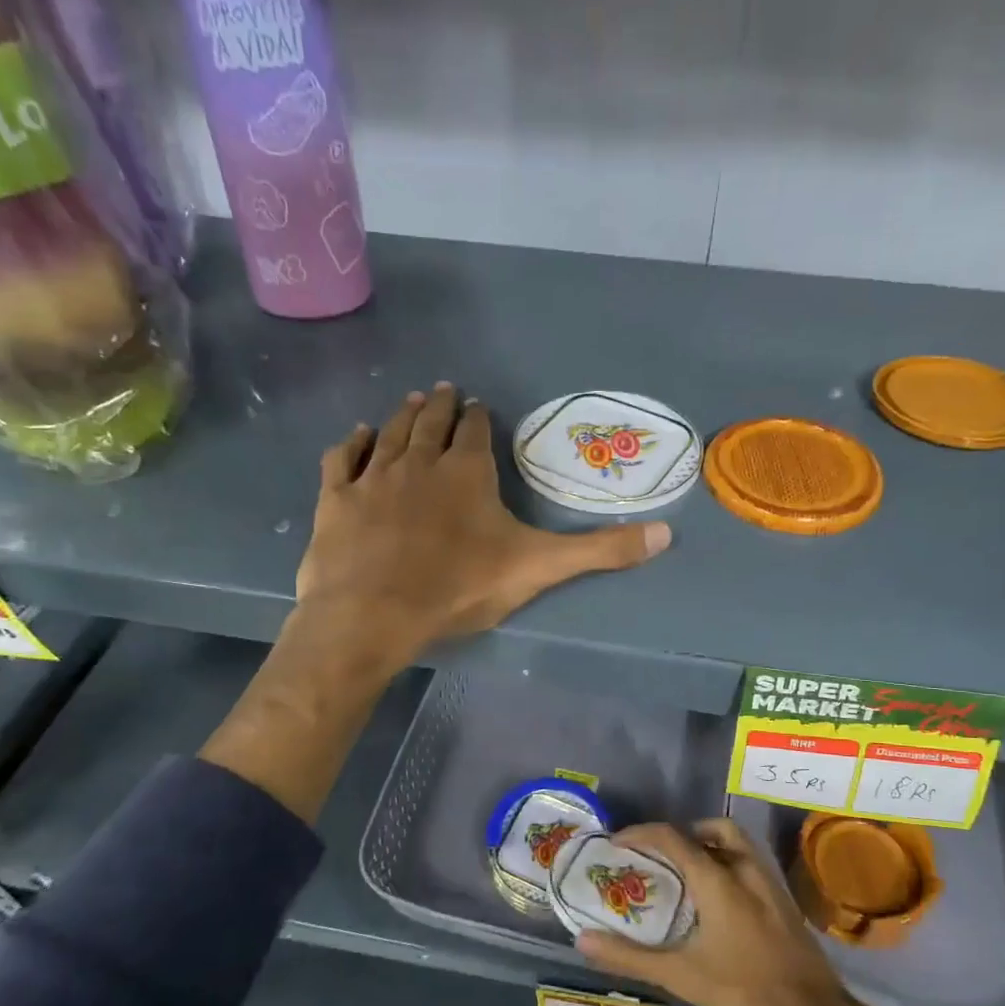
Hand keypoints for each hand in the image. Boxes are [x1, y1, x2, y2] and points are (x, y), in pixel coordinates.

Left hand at [295, 383, 670, 673]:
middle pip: (432, 422)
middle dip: (443, 406)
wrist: (373, 614)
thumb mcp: (538, 568)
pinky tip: (358, 435)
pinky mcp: (337, 499)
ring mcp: (375, 477)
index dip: (481, 419)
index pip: (477, 432)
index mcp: (468, 472)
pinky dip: (353, 443)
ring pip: (391, 432)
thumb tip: (667, 535)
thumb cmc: (459, 588)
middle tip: (445, 391)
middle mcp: (421, 462)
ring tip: (413, 400)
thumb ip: (600, 551)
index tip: (481, 408)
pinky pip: (344, 459)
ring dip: (404, 415)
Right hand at [577, 819, 943, 1005]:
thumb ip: (630, 956)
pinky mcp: (783, 898)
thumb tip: (584, 940)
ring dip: (710, 844)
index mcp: (717, 878)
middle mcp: (744, 868)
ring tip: (689, 871)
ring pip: (737, 842)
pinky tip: (721, 896)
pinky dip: (729, 861)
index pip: (674, 837)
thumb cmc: (741, 987)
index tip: (619, 841)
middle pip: (713, 829)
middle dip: (684, 832)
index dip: (642, 833)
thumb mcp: (679, 974)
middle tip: (662, 854)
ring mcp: (769, 881)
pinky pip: (750, 861)